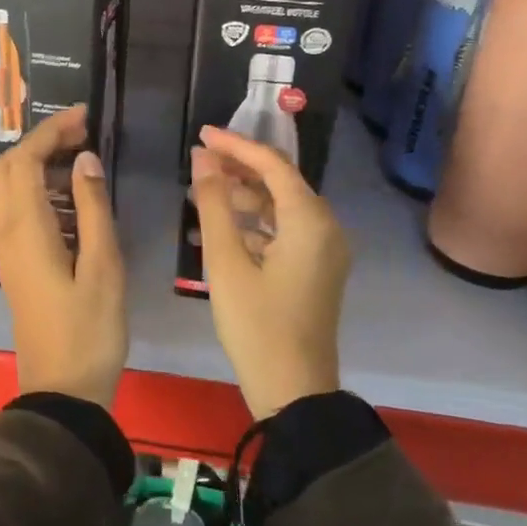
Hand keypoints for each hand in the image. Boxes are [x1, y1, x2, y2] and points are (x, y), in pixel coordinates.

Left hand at [0, 105, 126, 406]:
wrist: (61, 391)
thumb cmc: (90, 330)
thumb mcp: (104, 266)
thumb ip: (92, 208)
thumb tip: (83, 160)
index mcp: (27, 229)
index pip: (26, 160)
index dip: (52, 131)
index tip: (84, 117)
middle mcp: (6, 232)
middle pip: (9, 168)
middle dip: (42, 142)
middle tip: (82, 134)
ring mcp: (5, 249)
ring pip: (5, 188)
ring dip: (34, 163)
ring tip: (76, 158)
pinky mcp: (12, 264)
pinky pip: (11, 210)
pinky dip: (32, 189)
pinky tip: (65, 198)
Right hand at [189, 125, 348, 418]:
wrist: (294, 391)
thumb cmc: (256, 325)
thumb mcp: (226, 262)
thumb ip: (214, 204)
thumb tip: (203, 158)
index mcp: (310, 221)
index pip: (273, 164)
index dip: (236, 145)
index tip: (202, 134)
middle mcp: (327, 227)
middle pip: (281, 181)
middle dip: (239, 168)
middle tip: (199, 161)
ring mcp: (326, 250)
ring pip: (283, 206)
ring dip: (245, 196)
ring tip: (203, 194)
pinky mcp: (318, 268)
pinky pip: (287, 230)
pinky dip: (256, 223)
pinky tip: (223, 229)